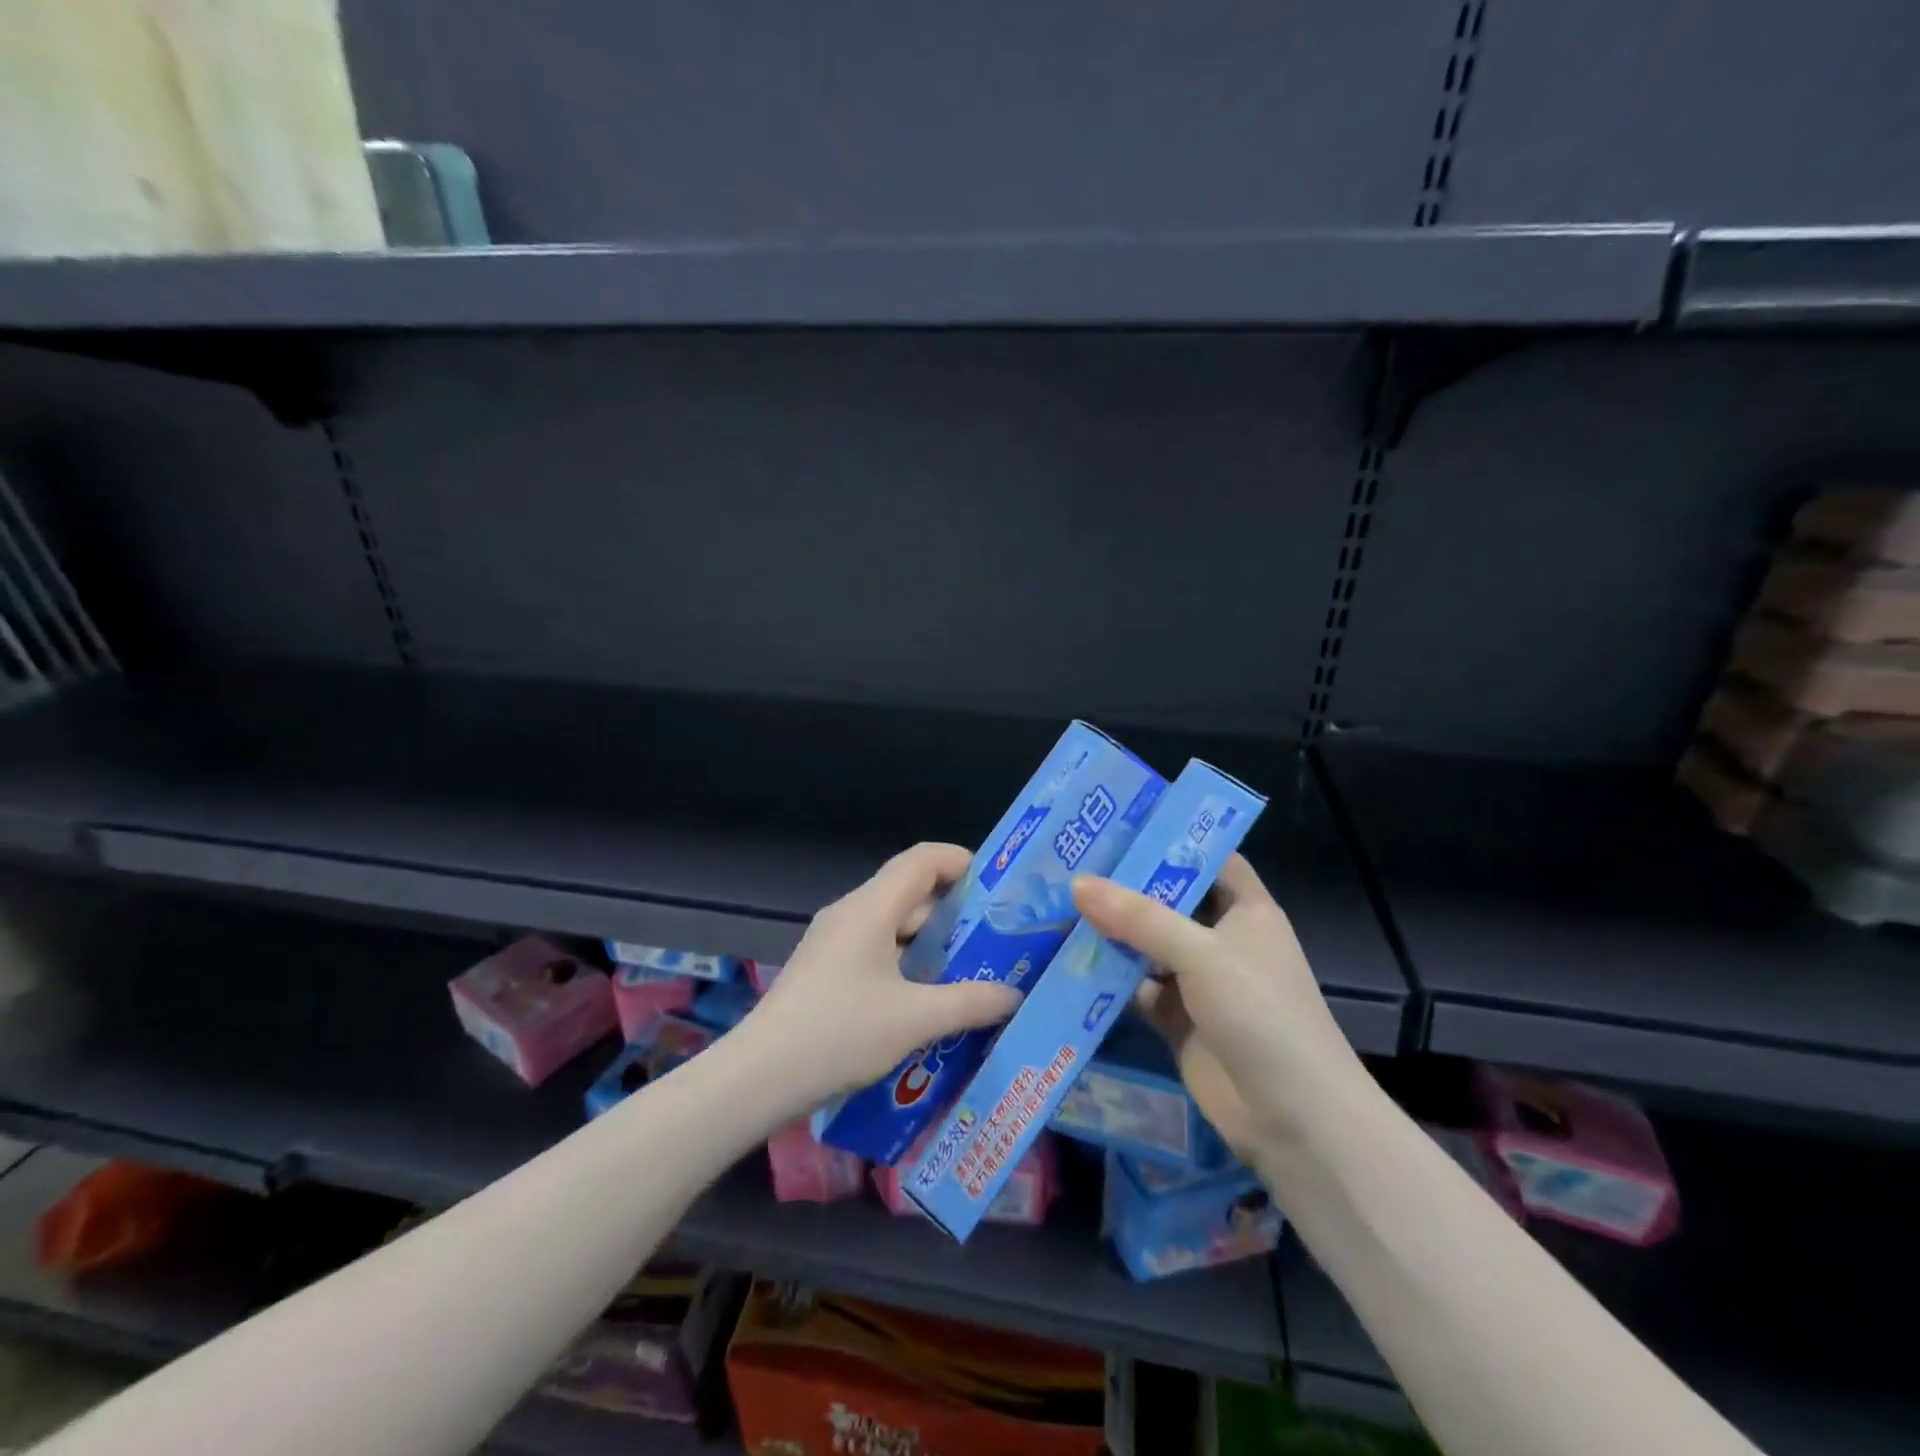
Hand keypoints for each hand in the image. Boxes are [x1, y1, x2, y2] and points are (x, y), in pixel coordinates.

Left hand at [738, 842, 1021, 1109]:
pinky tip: (927, 1000)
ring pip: (893, 925)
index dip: (961, 862)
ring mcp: (833, 941)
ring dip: (931, 943)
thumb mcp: (915, 1020)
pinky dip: (907, 963)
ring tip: (971, 972)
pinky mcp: (825, 969)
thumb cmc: (840, 1034)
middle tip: (996, 940)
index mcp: (871, 908)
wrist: (759, 1077)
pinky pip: (876, 950)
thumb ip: (970, 1002)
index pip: (922, 860)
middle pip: (910, 892)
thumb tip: (1014, 994)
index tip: (997, 887)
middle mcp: (851, 913)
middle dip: (954, 912)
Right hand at [1071, 855, 1363, 1159]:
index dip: (1170, 839)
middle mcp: (1222, 940)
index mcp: (1246, 910)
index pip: (1209, 859)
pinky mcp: (1177, 1021)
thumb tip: (1077, 883)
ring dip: (1109, 932)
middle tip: (1069, 861)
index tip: (1118, 824)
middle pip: (1168, 901)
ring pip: (1146, 946)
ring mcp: (1199, 982)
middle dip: (1124, 886)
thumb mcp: (1202, 954)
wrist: (1294, 1121)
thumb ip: (1139, 918)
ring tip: (1056, 903)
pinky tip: (1064, 963)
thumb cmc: (1262, 1015)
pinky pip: (1135, 989)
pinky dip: (1106, 980)